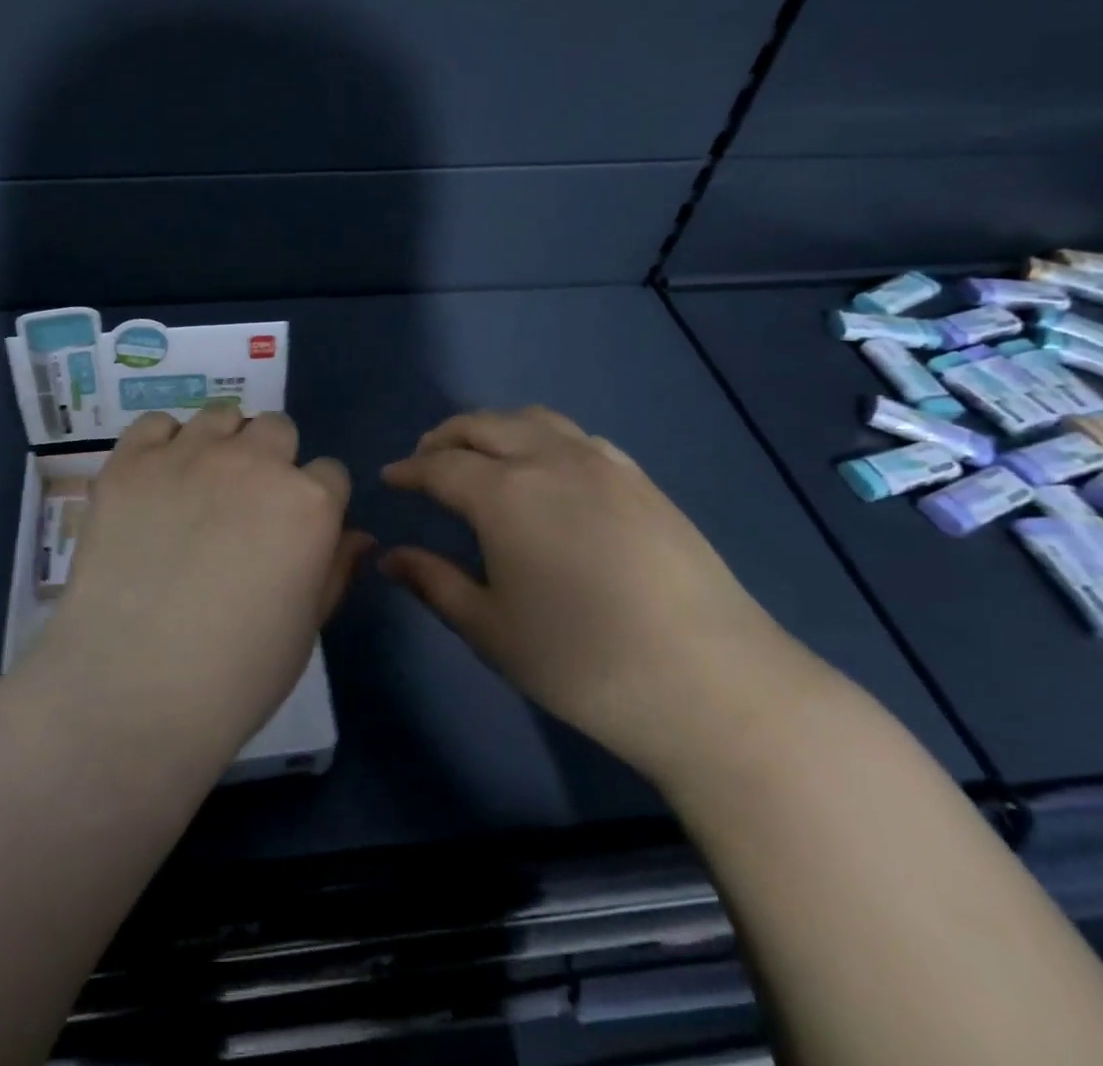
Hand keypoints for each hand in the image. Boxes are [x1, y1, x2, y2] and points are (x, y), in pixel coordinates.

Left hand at [35, 406, 370, 758]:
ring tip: (198, 486)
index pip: (329, 472)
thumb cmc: (236, 674)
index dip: (315, 501)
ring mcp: (189, 455)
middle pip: (277, 428)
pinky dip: (162, 444)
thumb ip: (335, 569)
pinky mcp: (131, 461)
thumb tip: (359, 536)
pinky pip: (157, 424)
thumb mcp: (306, 627)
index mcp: (309, 503)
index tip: (294, 529)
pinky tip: (156, 481)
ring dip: (221, 443)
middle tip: (245, 505)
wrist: (133, 688)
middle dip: (270, 460)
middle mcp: (255, 462)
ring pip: (221, 416)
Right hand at [381, 406, 802, 783]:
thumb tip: (390, 556)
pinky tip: (545, 469)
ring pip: (532, 420)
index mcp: (505, 494)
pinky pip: (576, 436)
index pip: (440, 466)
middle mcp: (550, 460)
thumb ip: (434, 583)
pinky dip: (541, 437)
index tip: (390, 478)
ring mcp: (602, 463)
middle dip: (446, 437)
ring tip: (479, 454)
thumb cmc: (583, 662)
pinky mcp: (640, 479)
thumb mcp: (491, 630)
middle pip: (484, 425)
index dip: (409, 470)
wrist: (713, 683)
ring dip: (494, 428)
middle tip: (425, 459)